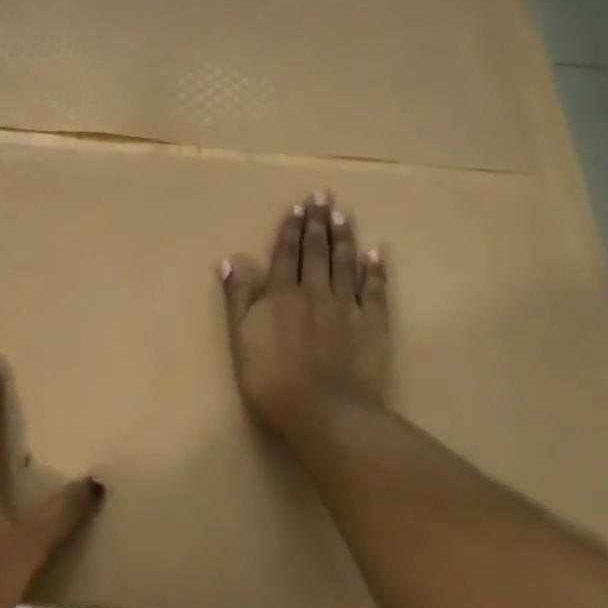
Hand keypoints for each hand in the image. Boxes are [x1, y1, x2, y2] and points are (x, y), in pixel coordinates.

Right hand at [221, 192, 390, 442]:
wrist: (325, 411)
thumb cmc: (272, 380)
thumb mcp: (241, 340)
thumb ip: (237, 300)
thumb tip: (231, 261)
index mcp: (280, 295)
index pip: (285, 254)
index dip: (290, 229)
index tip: (298, 206)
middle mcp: (314, 292)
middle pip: (316, 251)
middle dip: (318, 222)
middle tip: (323, 196)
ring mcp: (346, 306)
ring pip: (344, 263)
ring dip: (344, 237)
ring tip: (344, 214)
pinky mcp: (372, 324)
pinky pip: (374, 289)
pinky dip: (375, 269)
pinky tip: (376, 252)